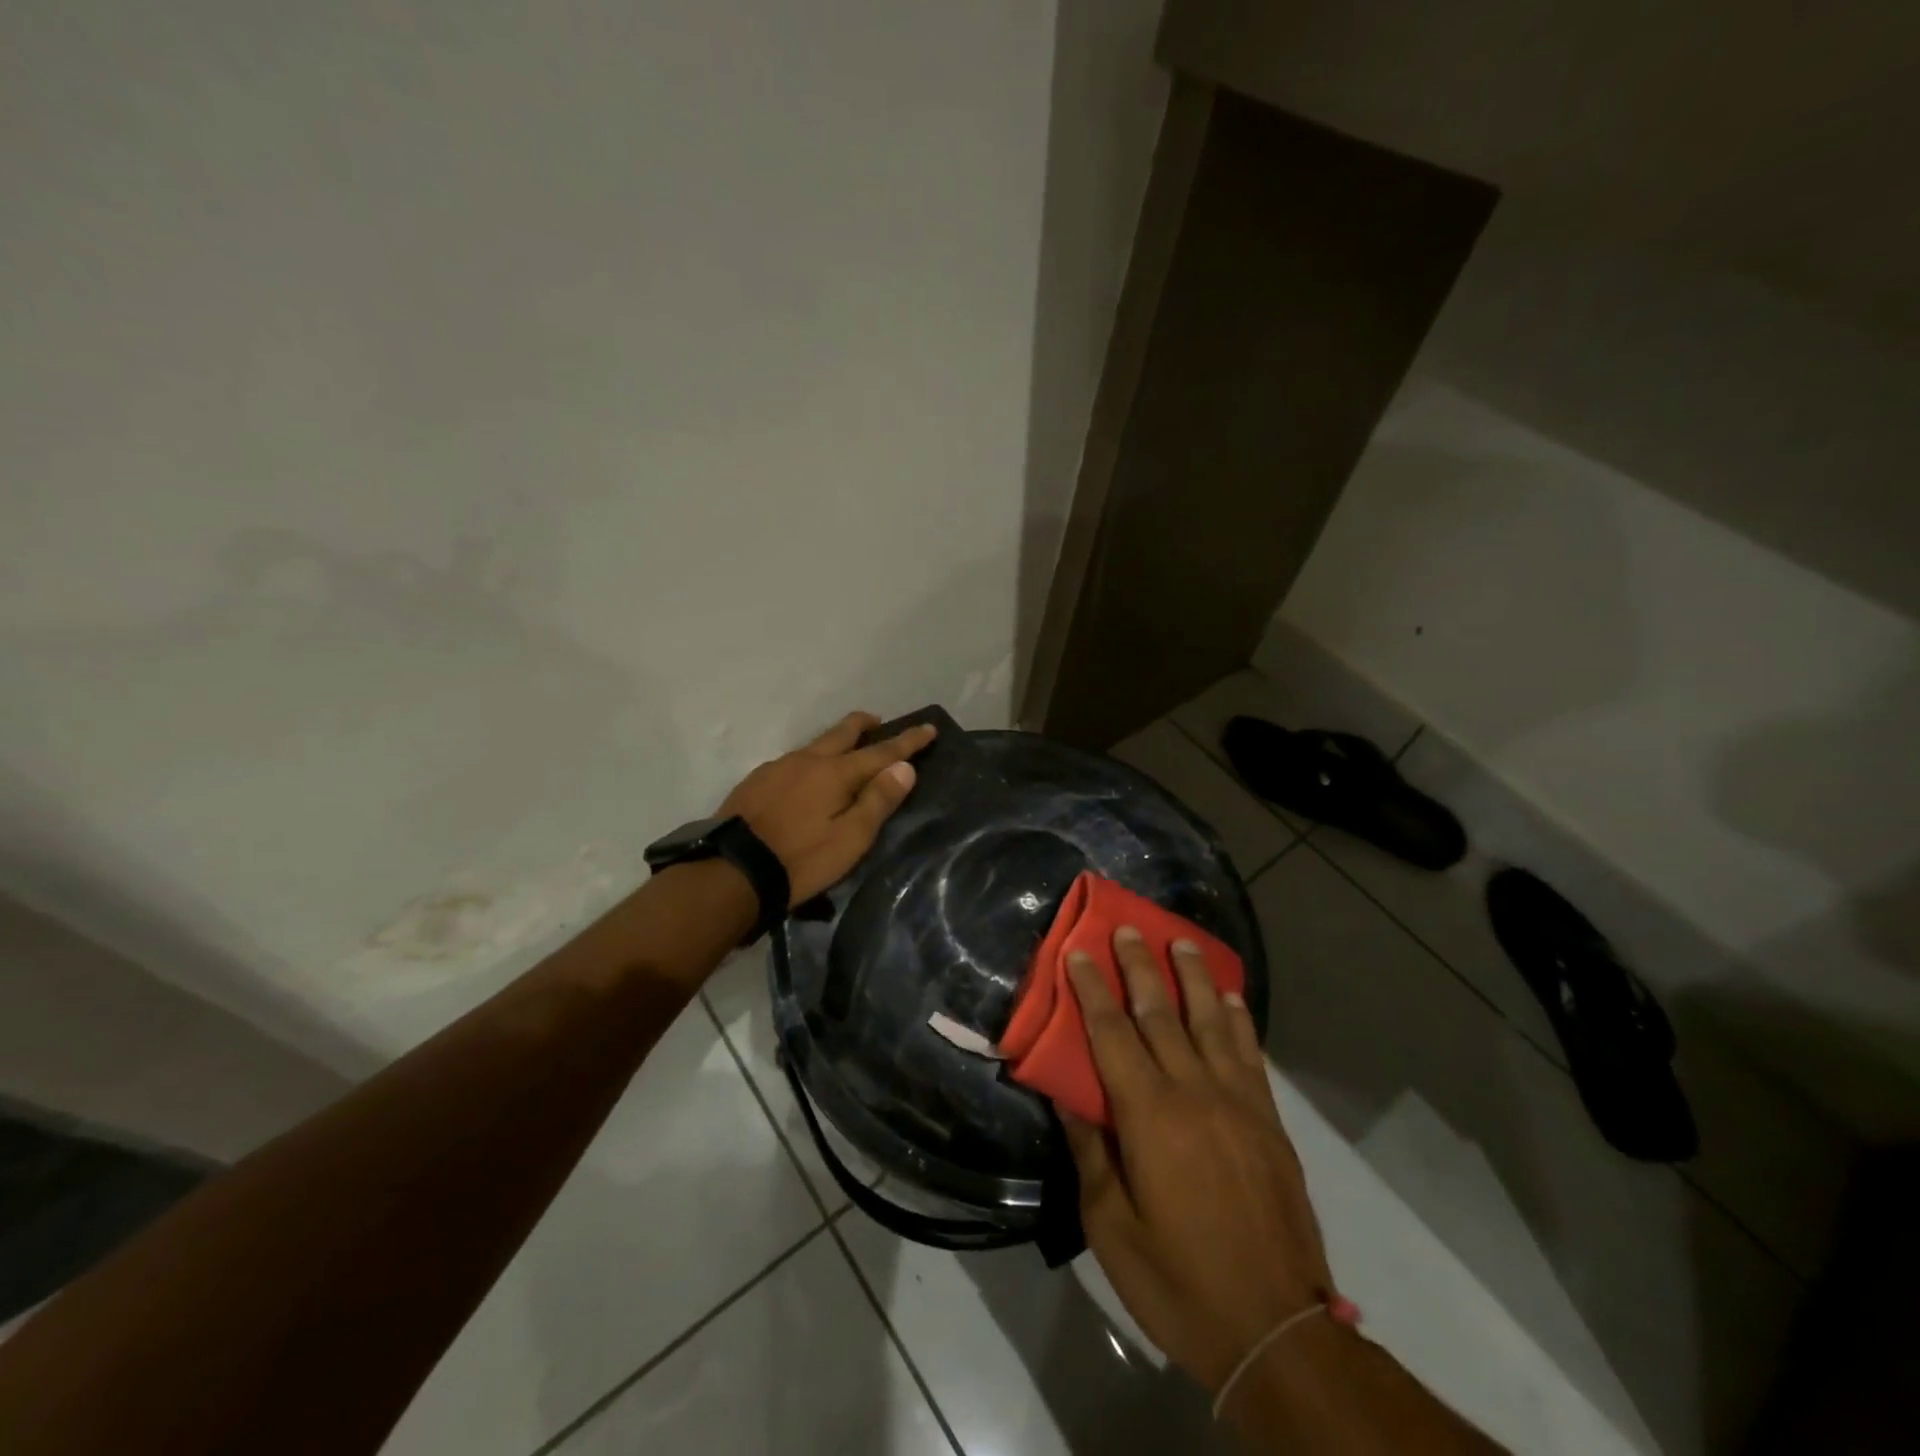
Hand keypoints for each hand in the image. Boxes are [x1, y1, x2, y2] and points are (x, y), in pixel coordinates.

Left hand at [717, 711, 935, 904]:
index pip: (881, 751)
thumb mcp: (850, 839)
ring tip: (844, 754)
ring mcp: (778, 767)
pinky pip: (793, 761)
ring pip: (815, 745)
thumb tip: (904, 767)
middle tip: (879, 722)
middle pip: (842, 732)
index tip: (928, 728)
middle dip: (865, 724)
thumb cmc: (801, 860)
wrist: (732, 871)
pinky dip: (811, 761)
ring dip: (835, 742)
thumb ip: (878, 801)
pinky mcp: (756, 781)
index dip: (908, 741)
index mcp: (835, 773)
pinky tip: (806, 780)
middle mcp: (807, 760)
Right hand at [1060, 929, 1345, 1393]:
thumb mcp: (1110, 1227)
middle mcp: (1195, 1092)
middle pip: (1162, 1013)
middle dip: (1141, 966)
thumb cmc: (1178, 1281)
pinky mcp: (1268, 1121)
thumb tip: (1065, 1091)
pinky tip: (1230, 998)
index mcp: (1150, 1116)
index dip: (1093, 989)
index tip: (1080, 951)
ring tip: (1180, 941)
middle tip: (1128, 927)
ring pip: (1211, 1021)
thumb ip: (1089, 1150)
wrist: (1276, 1331)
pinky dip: (1238, 1018)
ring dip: (1193, 977)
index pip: (1112, 1033)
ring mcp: (1238, 1102)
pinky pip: (1250, 1053)